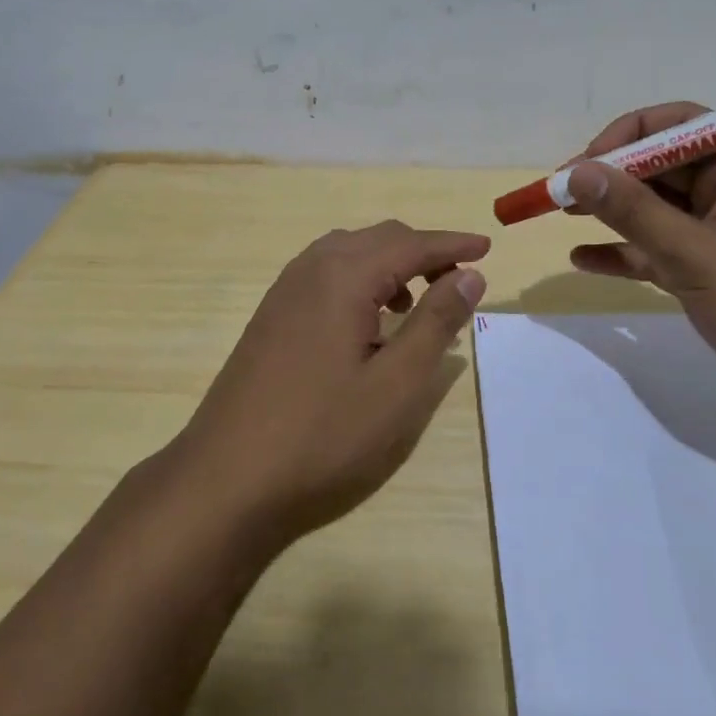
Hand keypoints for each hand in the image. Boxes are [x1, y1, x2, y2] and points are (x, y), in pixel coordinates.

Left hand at [169, 221, 488, 544]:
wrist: (226, 476)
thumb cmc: (322, 434)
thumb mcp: (396, 384)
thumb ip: (435, 322)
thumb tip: (470, 274)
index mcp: (344, 276)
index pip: (411, 243)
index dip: (453, 244)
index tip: (489, 248)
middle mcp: (311, 269)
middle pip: (378, 238)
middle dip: (423, 251)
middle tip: (459, 280)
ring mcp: (284, 291)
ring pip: (349, 253)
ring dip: (389, 264)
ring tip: (415, 303)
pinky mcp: (271, 315)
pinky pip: (325, 274)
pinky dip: (359, 280)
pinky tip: (367, 323)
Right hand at [565, 104, 715, 432]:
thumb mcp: (696, 255)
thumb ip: (634, 212)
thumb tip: (578, 172)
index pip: (676, 125)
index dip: (623, 138)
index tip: (581, 167)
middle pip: (659, 167)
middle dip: (608, 179)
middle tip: (557, 197)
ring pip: (655, 210)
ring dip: (610, 214)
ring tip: (561, 220)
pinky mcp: (712, 272)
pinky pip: (659, 250)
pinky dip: (624, 253)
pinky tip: (583, 260)